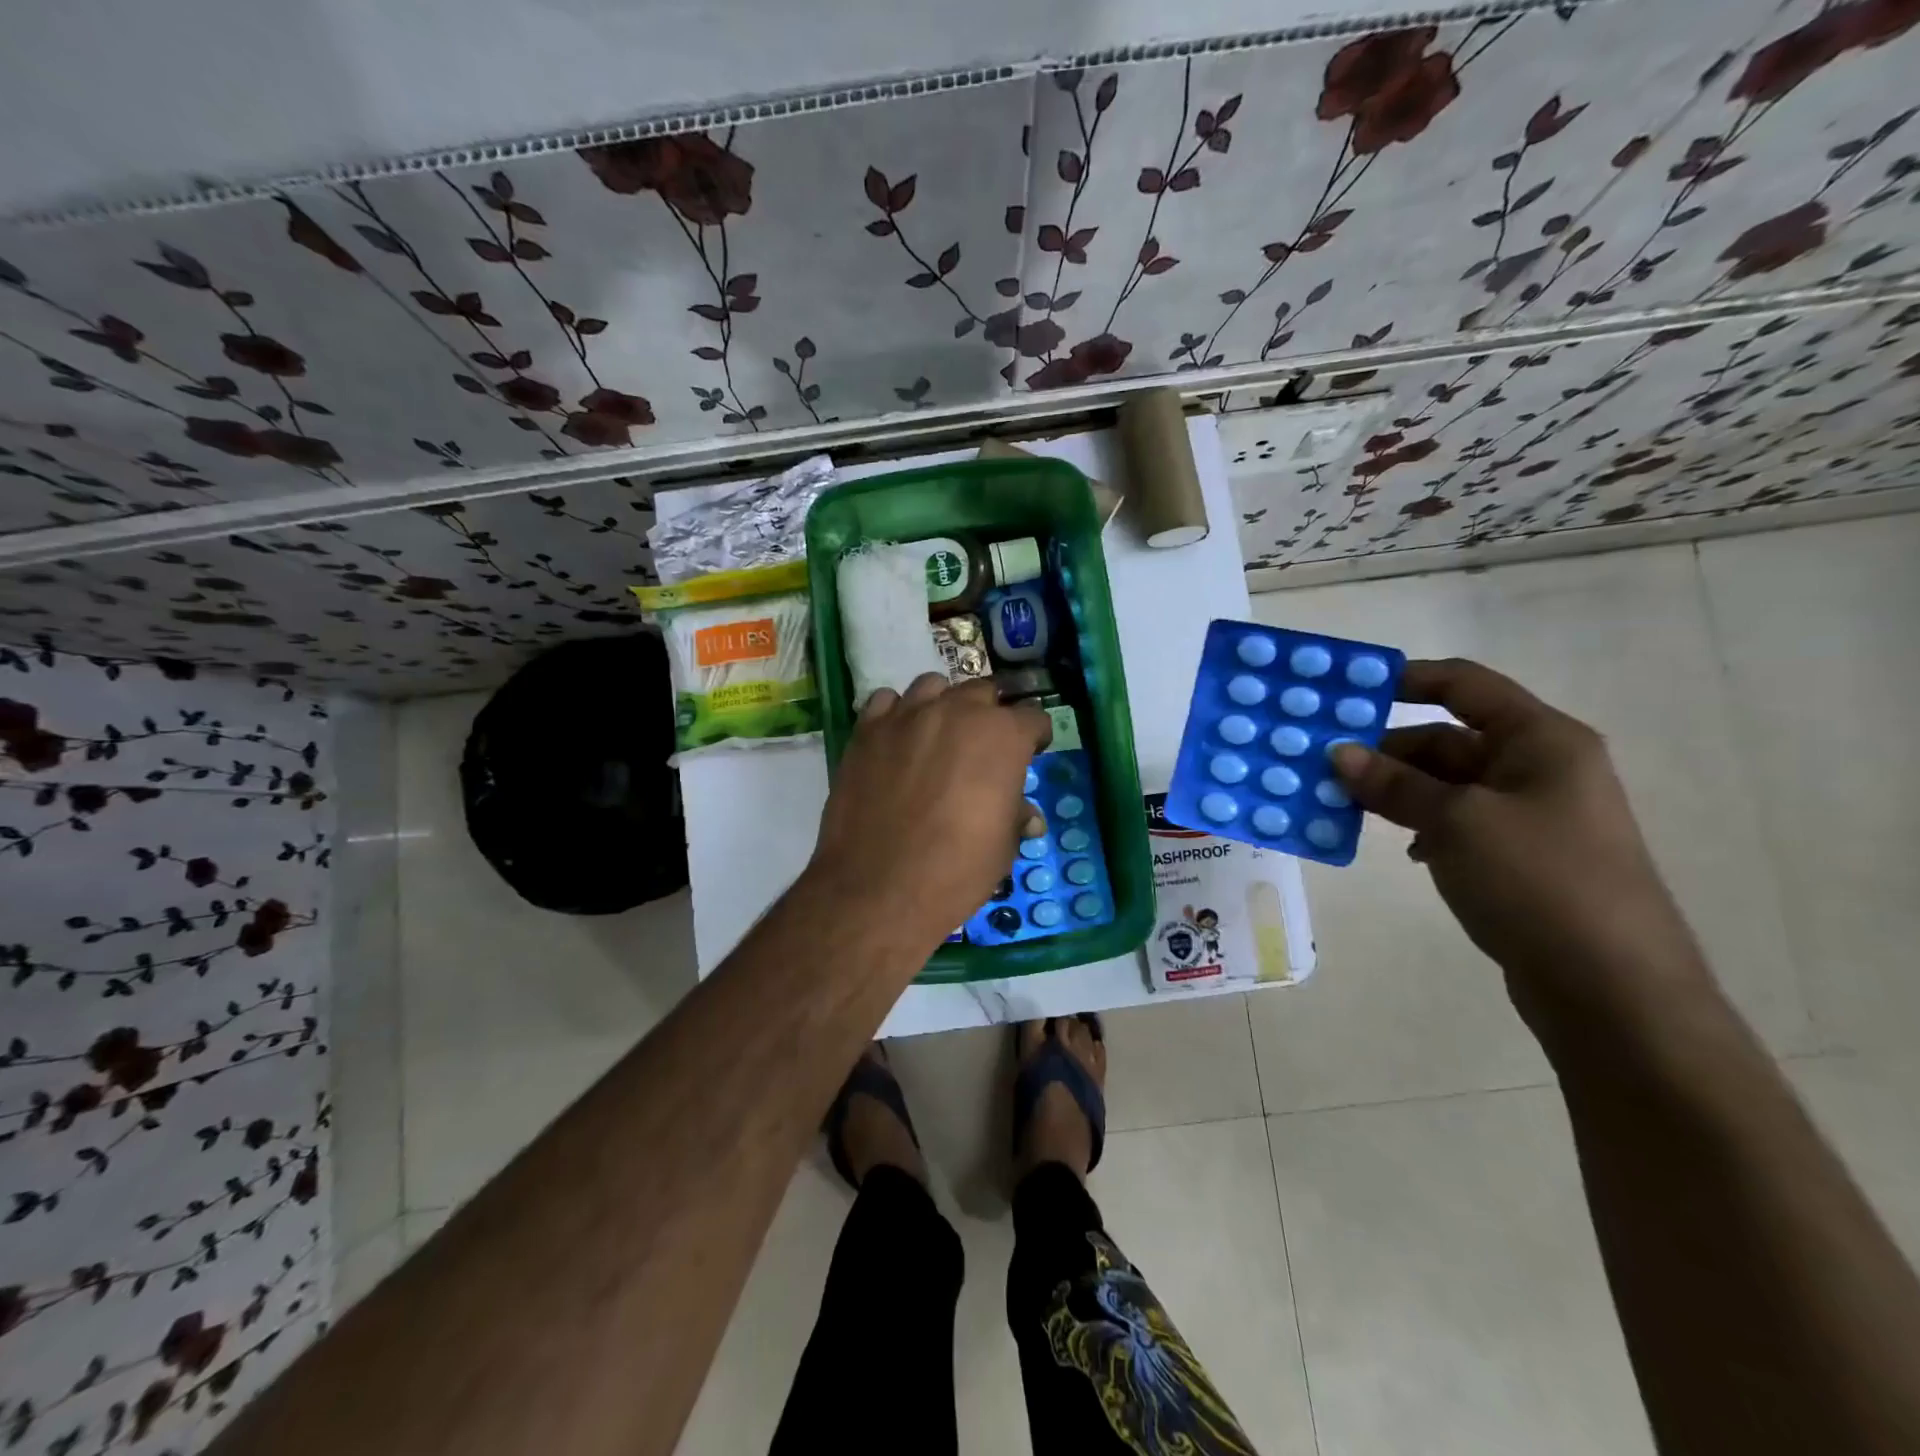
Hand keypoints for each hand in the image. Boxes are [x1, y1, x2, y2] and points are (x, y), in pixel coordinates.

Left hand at [809, 674, 1051, 948]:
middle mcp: (957, 712)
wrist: (879, 887)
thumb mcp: (1003, 847)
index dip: (1034, 737)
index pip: (1033, 717)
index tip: (1030, 754)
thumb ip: (1016, 816)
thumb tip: (1026, 815)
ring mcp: (908, 715)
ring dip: (943, 705)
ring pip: (933, 687)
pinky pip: (887, 702)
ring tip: (939, 735)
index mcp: (1003, 736)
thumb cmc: (956, 870)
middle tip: (983, 748)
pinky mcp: (868, 729)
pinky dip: (897, 714)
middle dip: (989, 715)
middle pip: (982, 692)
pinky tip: (897, 740)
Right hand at [1330, 658, 1710, 1030]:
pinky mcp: (1518, 857)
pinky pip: (1456, 822)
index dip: (1406, 680)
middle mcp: (1539, 767)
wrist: (1611, 989)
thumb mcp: (1456, 823)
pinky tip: (1397, 846)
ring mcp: (1530, 815)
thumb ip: (1394, 784)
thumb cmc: (1539, 882)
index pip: (1465, 685)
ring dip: (1396, 789)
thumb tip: (1338, 753)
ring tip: (1341, 802)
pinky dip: (1419, 824)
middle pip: (1448, 738)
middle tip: (1322, 763)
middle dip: (1386, 749)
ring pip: (1446, 784)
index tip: (1345, 692)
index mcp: (1540, 740)